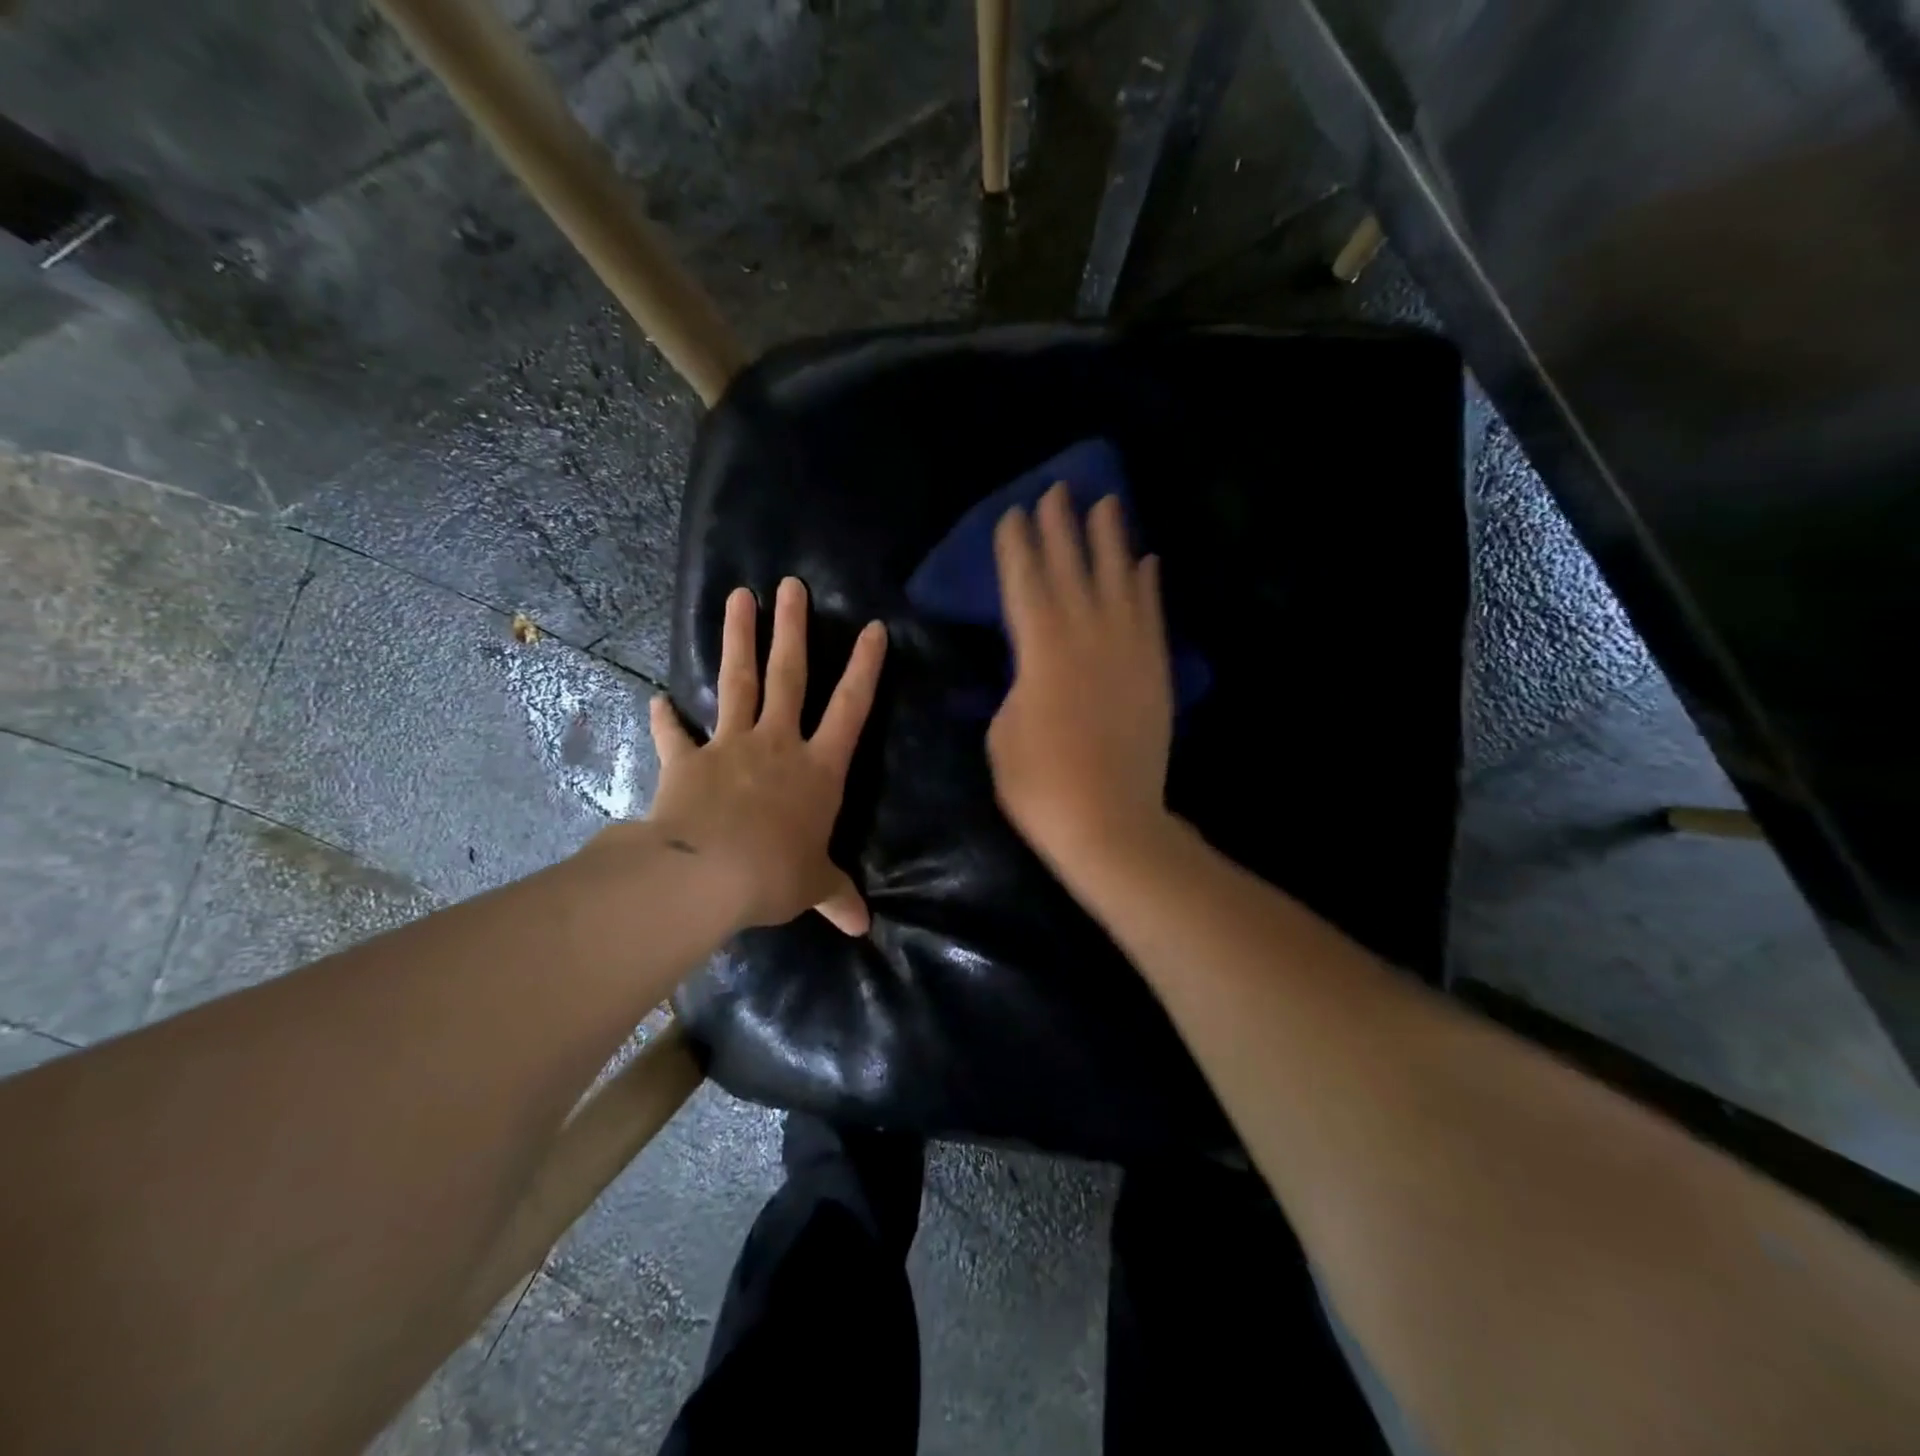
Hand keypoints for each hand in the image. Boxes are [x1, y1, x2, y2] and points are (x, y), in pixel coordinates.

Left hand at [646, 577, 886, 935]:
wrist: (705, 876)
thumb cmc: (774, 875)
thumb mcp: (812, 886)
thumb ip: (836, 896)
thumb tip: (861, 926)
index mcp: (819, 769)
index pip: (851, 708)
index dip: (865, 668)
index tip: (873, 628)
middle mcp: (778, 744)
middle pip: (789, 676)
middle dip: (793, 629)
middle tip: (792, 585)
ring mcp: (730, 746)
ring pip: (738, 683)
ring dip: (738, 639)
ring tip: (739, 597)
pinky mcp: (688, 760)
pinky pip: (675, 734)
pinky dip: (665, 718)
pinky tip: (656, 699)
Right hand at [988, 484, 1174, 880]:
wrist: (1109, 822)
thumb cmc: (1039, 784)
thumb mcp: (1002, 731)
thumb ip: (1016, 685)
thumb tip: (1032, 667)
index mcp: (1040, 650)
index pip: (1024, 584)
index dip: (1016, 547)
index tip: (1013, 513)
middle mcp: (1086, 636)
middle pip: (1071, 570)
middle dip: (1062, 527)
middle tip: (1057, 488)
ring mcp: (1127, 651)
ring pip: (1119, 580)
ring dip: (1111, 540)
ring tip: (1108, 502)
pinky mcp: (1154, 671)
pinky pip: (1152, 615)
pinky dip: (1149, 585)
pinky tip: (1147, 561)